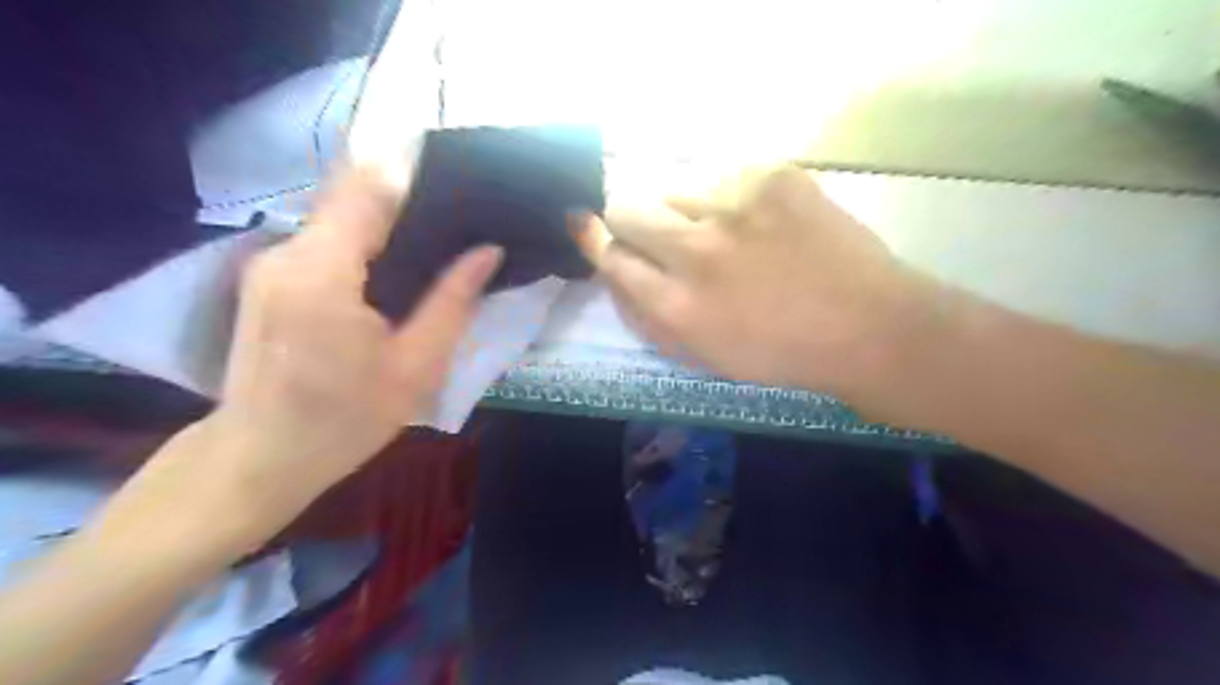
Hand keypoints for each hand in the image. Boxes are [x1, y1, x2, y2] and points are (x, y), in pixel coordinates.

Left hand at [200, 170, 499, 532]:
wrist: (260, 457)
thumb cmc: (345, 420)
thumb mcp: (416, 366)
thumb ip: (453, 300)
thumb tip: (488, 249)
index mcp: (323, 272)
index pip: (369, 188)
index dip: (415, 171)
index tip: (464, 176)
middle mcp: (287, 251)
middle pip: (353, 196)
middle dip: (408, 197)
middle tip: (464, 214)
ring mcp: (270, 262)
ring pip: (340, 217)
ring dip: (387, 220)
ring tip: (441, 237)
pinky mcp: (269, 277)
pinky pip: (326, 240)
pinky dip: (364, 241)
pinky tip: (398, 265)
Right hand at [573, 167, 935, 399]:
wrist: (867, 326)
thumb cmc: (779, 354)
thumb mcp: (701, 355)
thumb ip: (647, 316)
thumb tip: (614, 272)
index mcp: (677, 306)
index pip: (609, 256)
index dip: (595, 241)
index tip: (589, 228)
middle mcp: (696, 251)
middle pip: (626, 208)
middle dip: (628, 219)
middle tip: (658, 231)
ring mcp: (735, 207)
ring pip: (673, 186)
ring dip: (683, 209)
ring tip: (722, 230)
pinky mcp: (773, 176)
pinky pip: (723, 175)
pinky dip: (729, 197)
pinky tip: (760, 220)